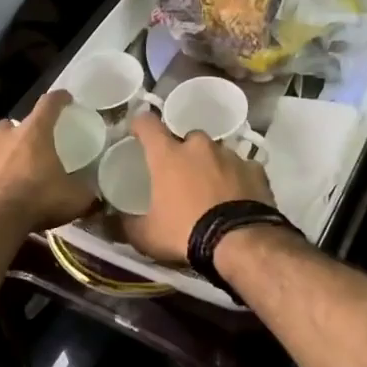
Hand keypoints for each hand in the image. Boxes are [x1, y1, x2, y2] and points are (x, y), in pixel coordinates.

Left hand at [0, 91, 97, 231]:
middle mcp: (2, 136)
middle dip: (20, 133)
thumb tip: (95, 195)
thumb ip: (85, 192)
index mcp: (33, 133)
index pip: (49, 104)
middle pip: (11, 125)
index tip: (65, 98)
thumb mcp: (74, 199)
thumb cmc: (36, 199)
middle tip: (31, 148)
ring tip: (9, 175)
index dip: (59, 99)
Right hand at [122, 109, 274, 263]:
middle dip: (183, 152)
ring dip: (211, 165)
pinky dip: (237, 178)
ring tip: (211, 190)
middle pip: (187, 138)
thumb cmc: (186, 233)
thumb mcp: (146, 236)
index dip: (141, 124)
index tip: (138, 132)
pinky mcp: (255, 169)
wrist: (240, 242)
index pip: (148, 124)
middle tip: (181, 176)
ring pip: (216, 152)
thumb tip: (111, 219)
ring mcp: (230, 155)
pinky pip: (242, 168)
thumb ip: (126, 224)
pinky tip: (237, 197)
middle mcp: (199, 146)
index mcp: (168, 155)